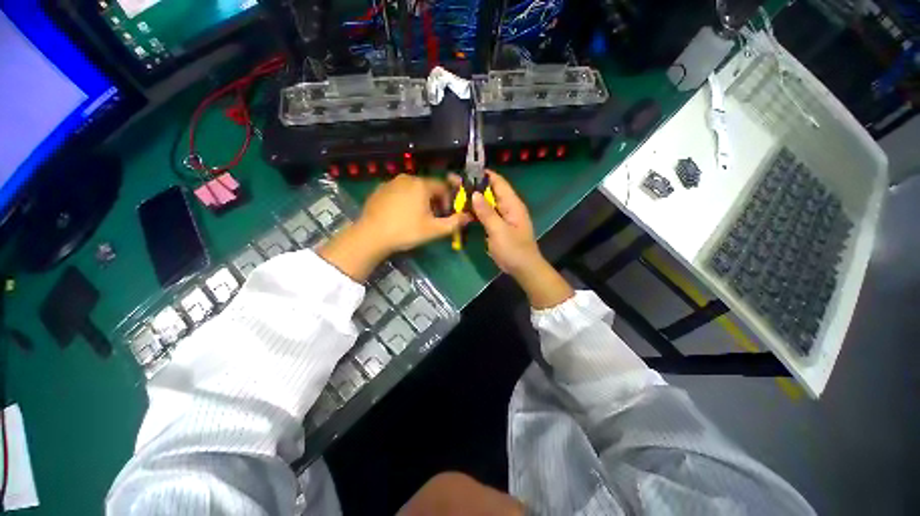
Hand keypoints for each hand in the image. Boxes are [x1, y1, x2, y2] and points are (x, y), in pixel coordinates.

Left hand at [320, 174, 470, 280]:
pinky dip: (405, 200)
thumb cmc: (406, 231)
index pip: (443, 187)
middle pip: (428, 187)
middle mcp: (407, 178)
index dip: (448, 200)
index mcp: (421, 184)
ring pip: (413, 189)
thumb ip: (454, 223)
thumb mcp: (434, 230)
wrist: (371, 236)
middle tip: (433, 218)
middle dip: (434, 201)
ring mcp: (391, 182)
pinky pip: (399, 192)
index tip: (446, 214)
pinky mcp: (379, 190)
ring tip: (416, 218)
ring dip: (420, 201)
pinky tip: (401, 216)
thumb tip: (469, 216)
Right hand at [455, 171, 540, 276]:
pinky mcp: (498, 226)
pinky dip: (476, 211)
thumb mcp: (499, 231)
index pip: (499, 182)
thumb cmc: (513, 249)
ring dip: (474, 199)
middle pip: (491, 191)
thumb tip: (475, 194)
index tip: (466, 171)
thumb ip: (487, 212)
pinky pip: (486, 214)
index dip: (484, 174)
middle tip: (455, 183)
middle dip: (475, 186)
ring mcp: (503, 217)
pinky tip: (464, 211)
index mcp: (512, 204)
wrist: (523, 268)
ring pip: (487, 203)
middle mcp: (508, 207)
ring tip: (456, 194)